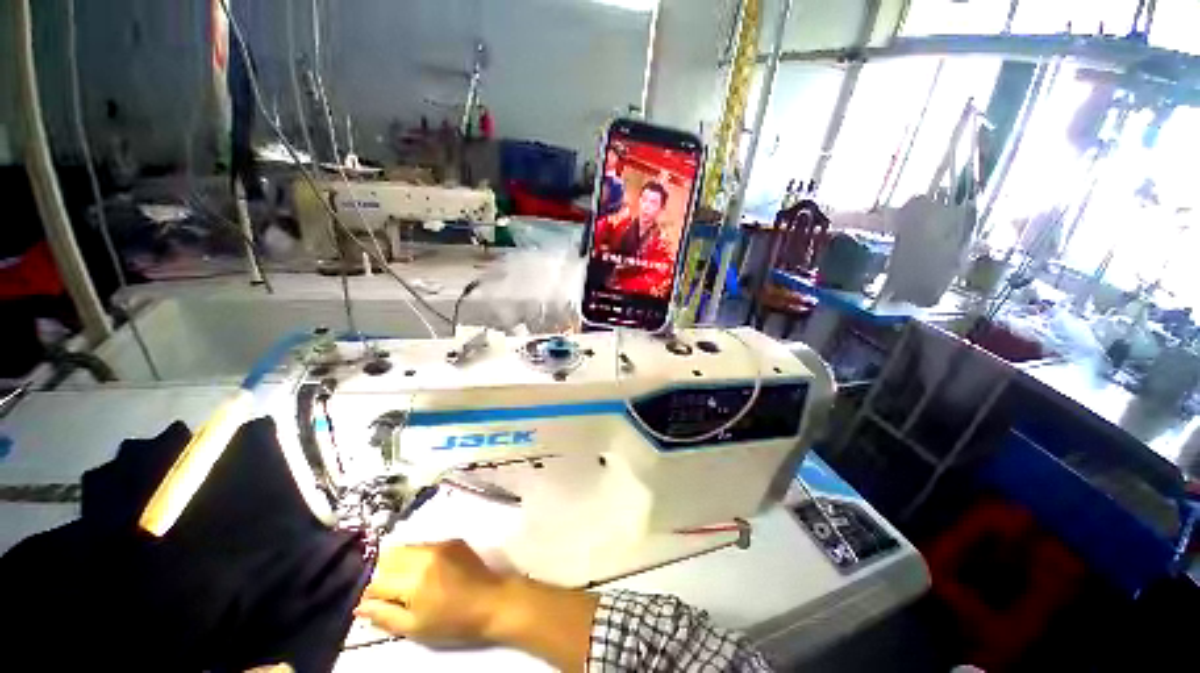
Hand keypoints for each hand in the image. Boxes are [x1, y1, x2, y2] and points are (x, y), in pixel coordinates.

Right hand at [355, 540, 598, 670]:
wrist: (492, 600)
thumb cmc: (453, 622)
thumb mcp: (415, 628)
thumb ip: (384, 616)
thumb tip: (360, 607)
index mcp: (414, 578)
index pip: (377, 581)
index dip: (373, 595)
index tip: (377, 605)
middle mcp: (425, 554)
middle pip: (389, 556)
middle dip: (385, 574)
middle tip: (393, 593)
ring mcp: (441, 543)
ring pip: (407, 548)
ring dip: (401, 563)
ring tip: (411, 584)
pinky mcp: (453, 539)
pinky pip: (425, 544)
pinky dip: (418, 557)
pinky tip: (428, 574)